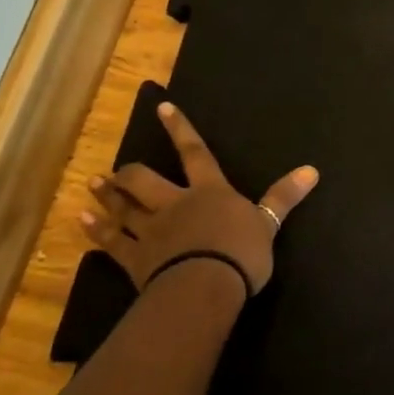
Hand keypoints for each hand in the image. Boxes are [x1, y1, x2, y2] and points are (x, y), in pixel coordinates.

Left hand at [81, 100, 318, 295]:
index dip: (180, 130)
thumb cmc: (241, 252)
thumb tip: (312, 170)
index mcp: (210, 192)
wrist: (205, 285)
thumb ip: (283, 197)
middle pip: (146, 181)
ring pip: (124, 208)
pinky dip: (95, 231)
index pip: (195, 153)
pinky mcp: (135, 259)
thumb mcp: (269, 223)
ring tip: (94, 184)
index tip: (163, 108)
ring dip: (109, 196)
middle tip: (119, 169)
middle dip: (131, 173)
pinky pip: (111, 242)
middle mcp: (176, 204)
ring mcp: (151, 231)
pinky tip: (81, 221)